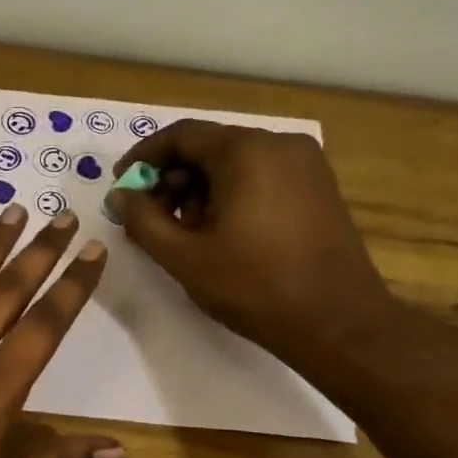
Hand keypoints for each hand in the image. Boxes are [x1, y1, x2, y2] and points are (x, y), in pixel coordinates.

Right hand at [108, 120, 396, 370]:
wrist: (338, 322)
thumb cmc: (254, 286)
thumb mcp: (184, 256)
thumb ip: (143, 220)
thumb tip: (119, 196)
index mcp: (246, 152)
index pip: (181, 135)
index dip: (143, 158)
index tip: (121, 187)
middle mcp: (279, 144)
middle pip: (208, 147)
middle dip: (171, 178)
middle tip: (149, 217)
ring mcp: (305, 164)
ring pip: (234, 162)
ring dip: (199, 189)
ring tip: (184, 232)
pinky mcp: (317, 186)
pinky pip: (260, 175)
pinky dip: (230, 194)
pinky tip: (219, 232)